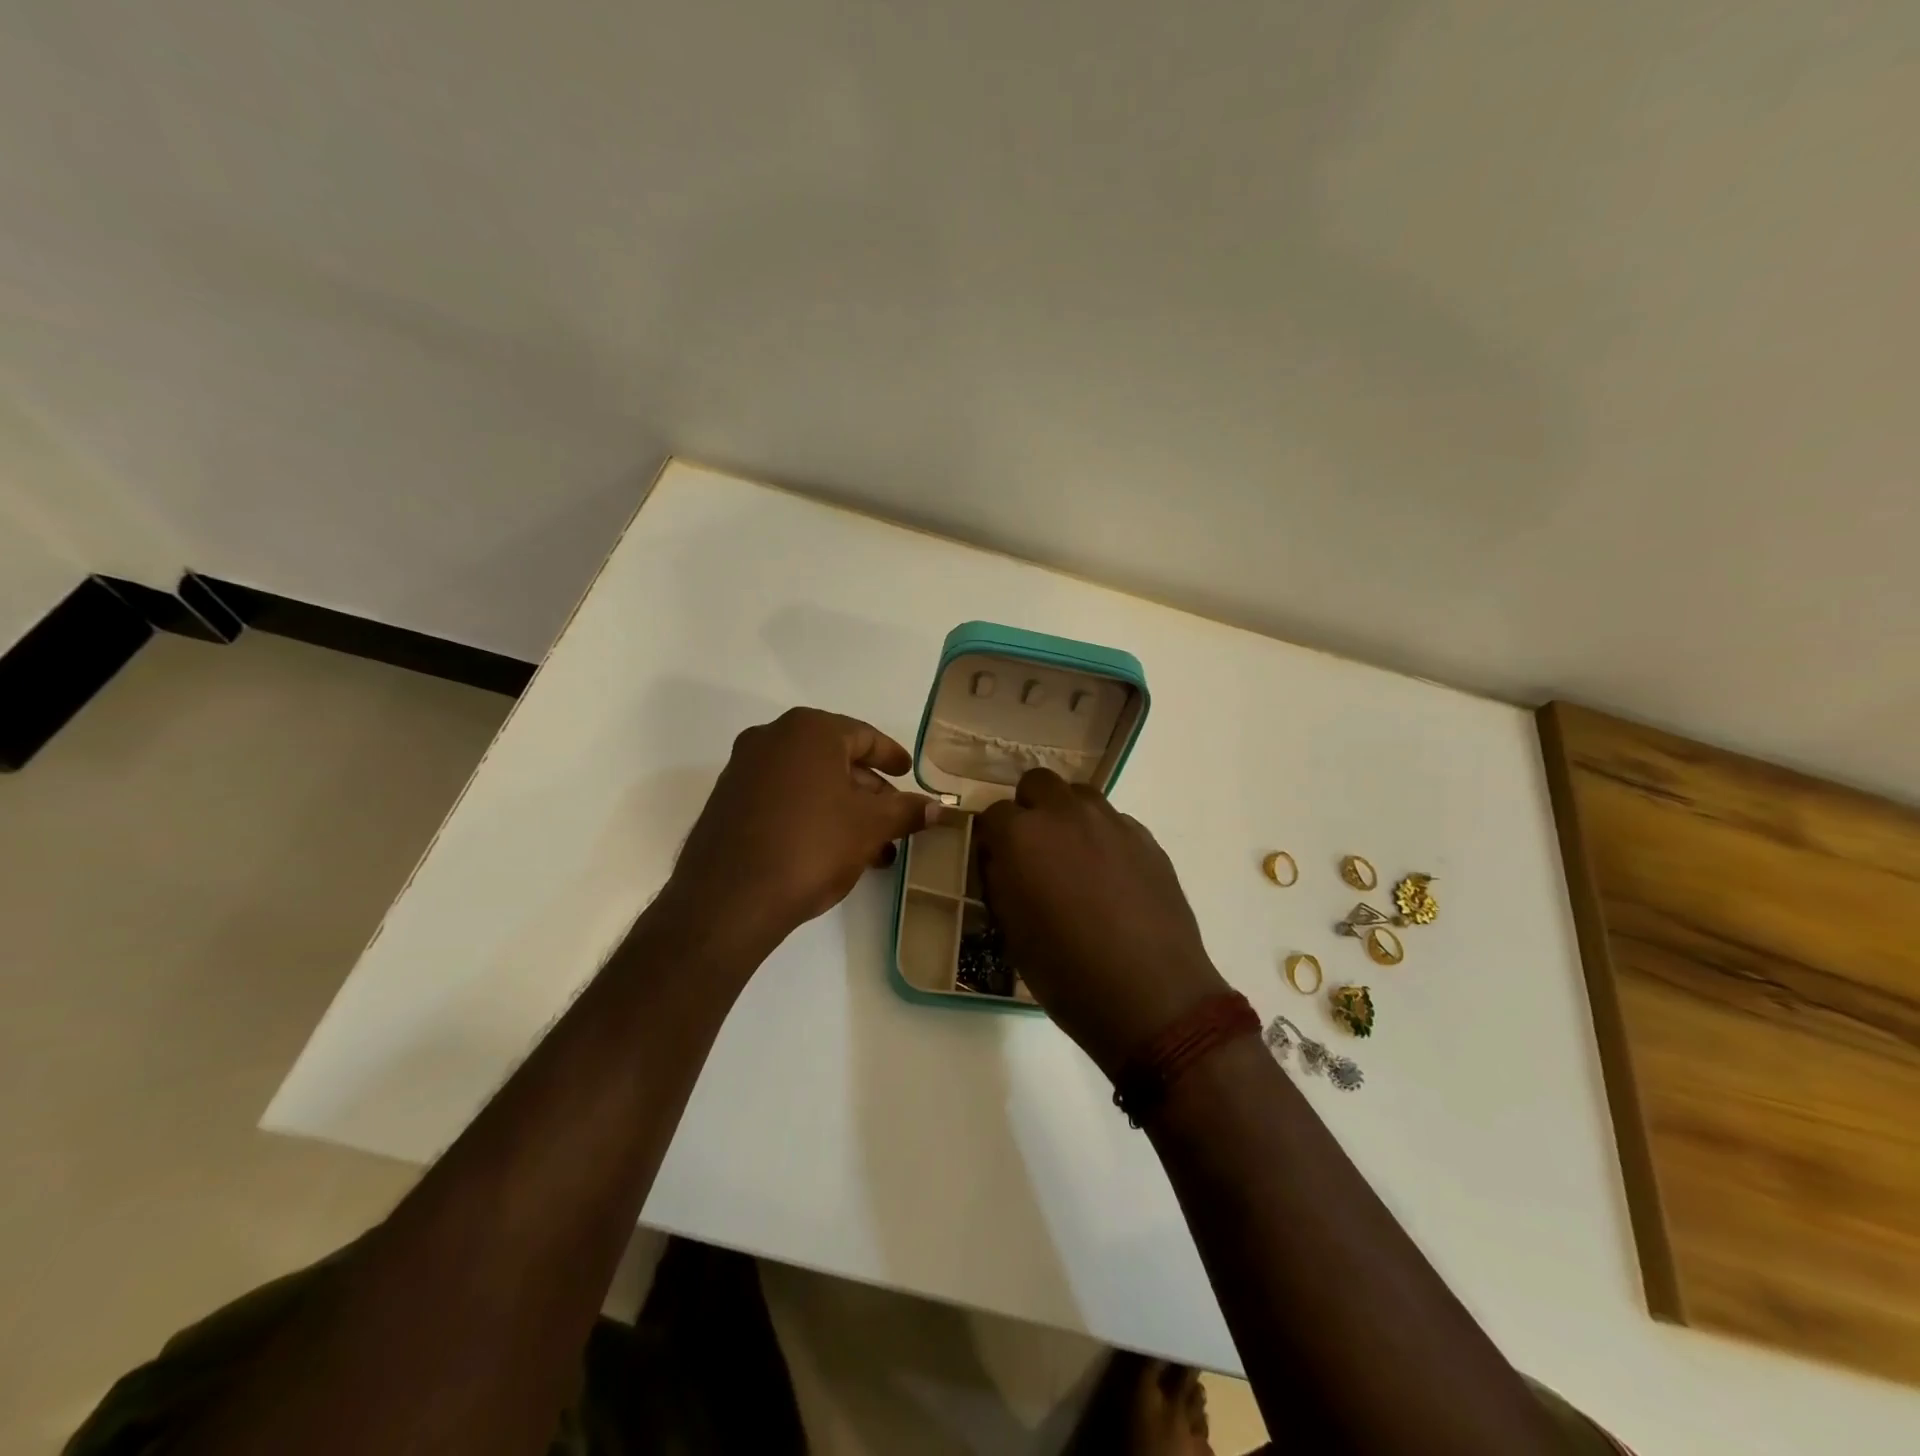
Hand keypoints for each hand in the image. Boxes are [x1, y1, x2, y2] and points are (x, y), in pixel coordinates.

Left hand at [663, 708, 936, 954]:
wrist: (728, 899)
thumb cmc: (810, 846)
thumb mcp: (870, 827)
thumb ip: (906, 810)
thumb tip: (937, 806)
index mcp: (809, 730)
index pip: (864, 736)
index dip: (891, 757)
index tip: (908, 773)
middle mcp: (771, 738)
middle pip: (835, 758)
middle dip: (869, 790)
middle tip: (893, 817)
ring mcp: (743, 769)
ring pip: (809, 782)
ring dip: (843, 808)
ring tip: (871, 846)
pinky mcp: (727, 801)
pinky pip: (782, 798)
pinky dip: (811, 815)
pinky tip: (831, 849)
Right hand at [975, 770, 1227, 1077]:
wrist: (1150, 995)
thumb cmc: (1067, 973)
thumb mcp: (1012, 932)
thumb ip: (1001, 881)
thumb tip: (1002, 860)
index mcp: (1022, 836)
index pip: (992, 815)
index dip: (992, 839)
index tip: (997, 862)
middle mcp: (1065, 814)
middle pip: (1038, 783)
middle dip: (1029, 809)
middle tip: (1033, 850)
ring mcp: (1111, 822)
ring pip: (1080, 796)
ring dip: (1068, 816)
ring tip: (1073, 858)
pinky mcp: (1146, 838)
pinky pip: (1114, 821)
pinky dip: (1103, 837)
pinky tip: (1111, 877)